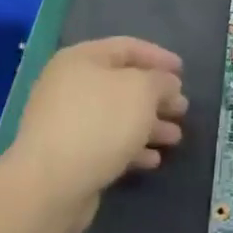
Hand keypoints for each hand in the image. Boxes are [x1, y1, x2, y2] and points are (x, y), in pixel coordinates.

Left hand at [2, 37, 187, 231]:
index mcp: (82, 59)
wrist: (50, 185)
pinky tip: (152, 160)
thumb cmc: (99, 123)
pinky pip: (106, 143)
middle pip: (123, 84)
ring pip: (117, 116)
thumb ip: (161, 81)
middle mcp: (70, 85)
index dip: (158, 57)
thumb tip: (167, 84)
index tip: (183, 72)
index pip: (127, 47)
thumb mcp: (142, 91)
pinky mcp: (68, 155)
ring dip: (149, 125)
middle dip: (156, 97)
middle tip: (182, 109)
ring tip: (175, 138)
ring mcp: (66, 122)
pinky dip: (131, 148)